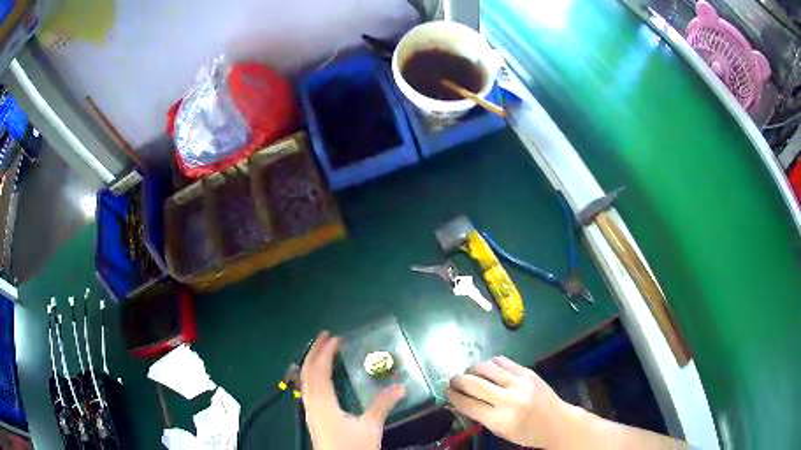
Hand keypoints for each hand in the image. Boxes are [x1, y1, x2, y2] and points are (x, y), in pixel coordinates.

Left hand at [300, 331, 405, 449]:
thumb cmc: (352, 447)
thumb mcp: (370, 427)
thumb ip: (383, 406)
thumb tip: (400, 386)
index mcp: (323, 403)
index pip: (320, 371)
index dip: (326, 353)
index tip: (336, 338)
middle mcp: (311, 403)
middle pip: (307, 372)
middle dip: (314, 352)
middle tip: (324, 336)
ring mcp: (309, 410)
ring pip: (304, 381)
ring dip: (311, 363)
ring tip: (320, 351)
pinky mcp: (312, 417)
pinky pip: (307, 389)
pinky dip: (311, 375)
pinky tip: (319, 378)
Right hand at [446, 356, 583, 448]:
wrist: (557, 422)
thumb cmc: (526, 433)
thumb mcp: (500, 431)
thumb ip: (479, 415)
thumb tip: (458, 400)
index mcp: (499, 420)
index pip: (466, 403)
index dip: (452, 395)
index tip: (445, 390)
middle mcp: (508, 399)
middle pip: (473, 382)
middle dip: (457, 380)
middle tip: (453, 380)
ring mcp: (520, 383)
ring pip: (486, 367)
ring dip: (472, 369)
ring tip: (471, 374)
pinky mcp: (528, 372)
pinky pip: (502, 361)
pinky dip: (490, 364)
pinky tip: (489, 370)